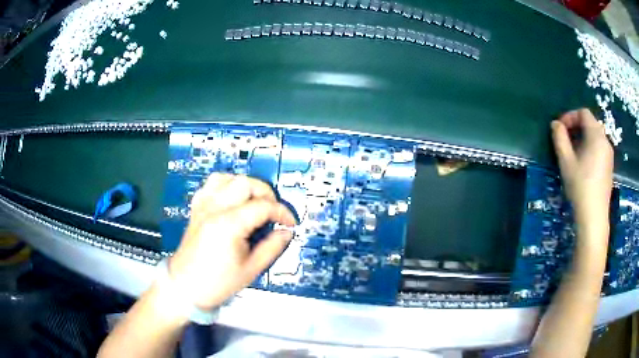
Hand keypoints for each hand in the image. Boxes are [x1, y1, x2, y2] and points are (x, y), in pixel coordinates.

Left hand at [168, 173, 295, 309]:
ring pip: (227, 177)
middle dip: (266, 193)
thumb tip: (286, 232)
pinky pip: (211, 184)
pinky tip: (233, 200)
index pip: (263, 206)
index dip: (282, 213)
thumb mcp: (251, 269)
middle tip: (273, 213)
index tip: (290, 223)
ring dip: (245, 186)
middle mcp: (214, 209)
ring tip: (254, 203)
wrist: (185, 286)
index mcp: (229, 225)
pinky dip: (226, 186)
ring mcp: (203, 206)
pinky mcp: (196, 208)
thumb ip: (272, 247)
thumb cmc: (217, 283)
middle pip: (246, 183)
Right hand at [551, 109, 613, 223]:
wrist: (594, 216)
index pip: (583, 113)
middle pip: (591, 123)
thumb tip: (555, 124)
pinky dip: (590, 147)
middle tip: (565, 139)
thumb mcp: (566, 161)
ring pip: (595, 135)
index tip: (560, 128)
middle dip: (577, 126)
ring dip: (583, 137)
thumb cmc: (580, 186)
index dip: (570, 116)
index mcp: (596, 135)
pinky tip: (583, 163)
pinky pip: (599, 147)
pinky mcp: (609, 166)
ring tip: (573, 152)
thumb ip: (560, 138)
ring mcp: (609, 154)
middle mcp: (605, 140)